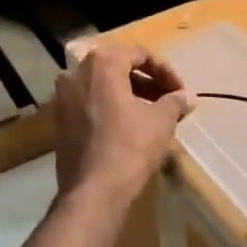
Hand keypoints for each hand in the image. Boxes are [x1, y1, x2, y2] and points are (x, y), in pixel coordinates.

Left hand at [53, 42, 193, 201]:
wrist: (93, 192)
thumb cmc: (130, 148)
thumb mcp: (161, 121)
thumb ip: (175, 101)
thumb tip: (187, 97)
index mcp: (101, 64)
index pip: (139, 54)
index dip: (165, 71)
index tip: (181, 91)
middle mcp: (75, 73)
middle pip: (118, 67)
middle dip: (146, 81)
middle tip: (168, 99)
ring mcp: (62, 97)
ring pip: (102, 86)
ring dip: (129, 94)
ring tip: (152, 113)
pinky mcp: (59, 121)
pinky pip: (89, 103)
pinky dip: (110, 107)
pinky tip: (129, 126)